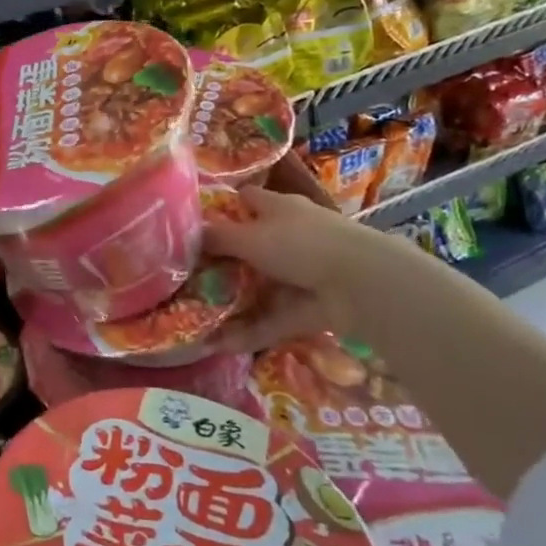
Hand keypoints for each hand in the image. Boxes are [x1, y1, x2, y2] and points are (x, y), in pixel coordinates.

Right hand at [206, 170, 402, 344]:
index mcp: (278, 208)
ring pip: (261, 286)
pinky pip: (272, 319)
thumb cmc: (300, 244)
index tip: (194, 224)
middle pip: (251, 245)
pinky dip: (250, 332)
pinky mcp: (309, 308)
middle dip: (224, 260)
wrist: (360, 284)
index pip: (246, 199)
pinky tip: (220, 345)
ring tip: (197, 315)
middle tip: (187, 275)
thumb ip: (216, 237)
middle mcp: (291, 236)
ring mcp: (302, 274)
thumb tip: (185, 234)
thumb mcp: (248, 237)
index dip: (223, 208)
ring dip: (234, 301)